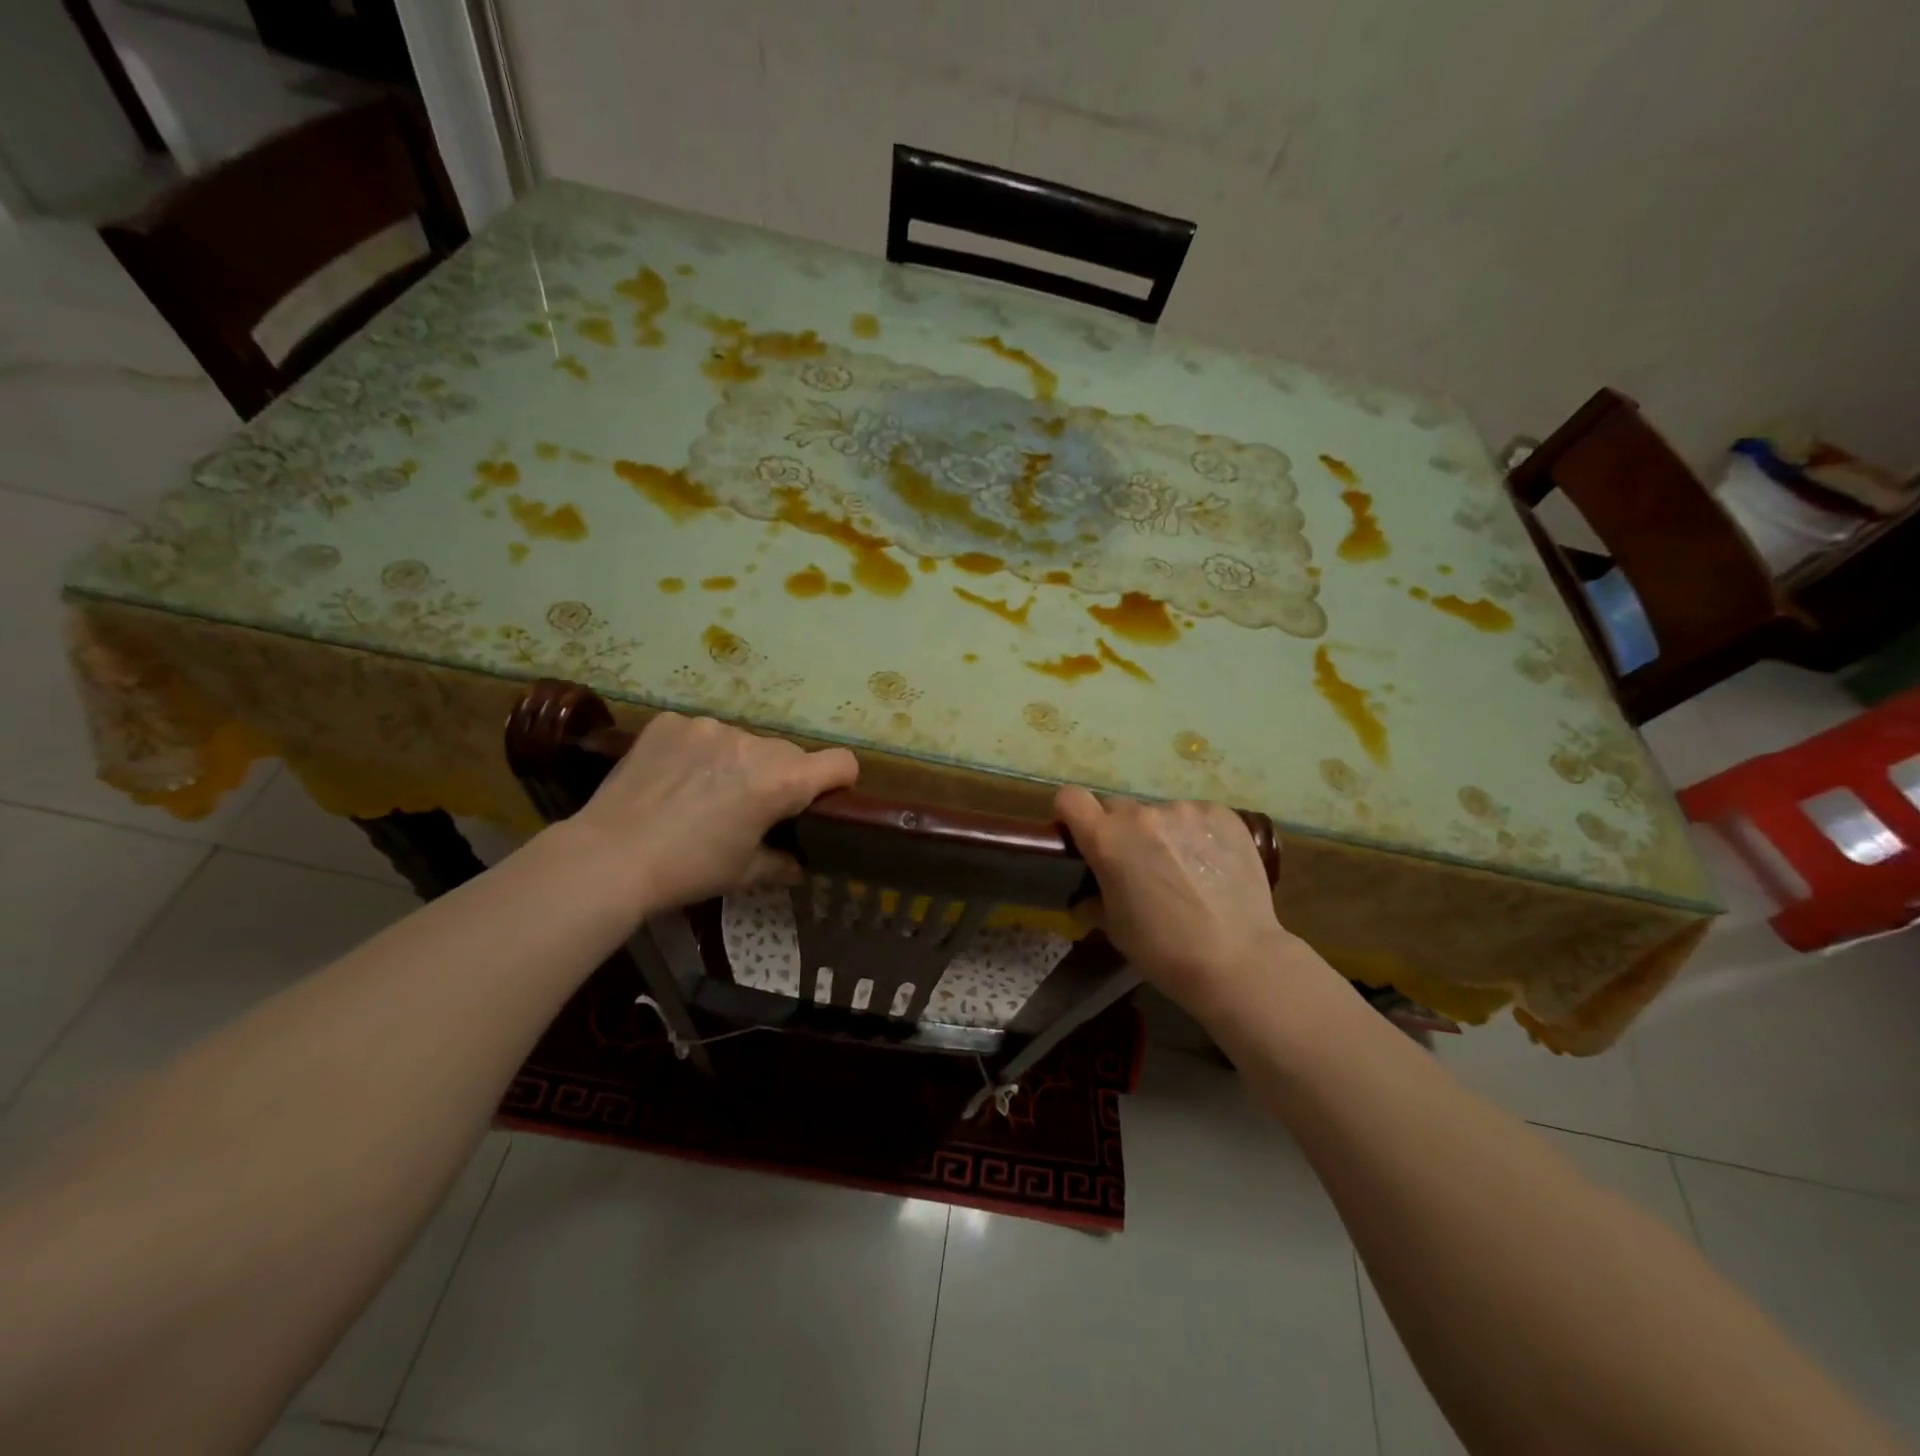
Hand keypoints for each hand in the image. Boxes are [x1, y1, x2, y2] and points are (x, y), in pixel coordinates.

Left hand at [566, 713, 857, 911]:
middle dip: (780, 777)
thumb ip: (781, 863)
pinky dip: (697, 751)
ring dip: (737, 762)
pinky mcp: (671, 722)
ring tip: (703, 792)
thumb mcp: (744, 873)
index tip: (821, 800)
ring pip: (744, 741)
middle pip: (789, 753)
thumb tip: (797, 864)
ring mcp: (709, 727)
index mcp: (781, 781)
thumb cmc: (689, 870)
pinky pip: (700, 733)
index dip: (839, 782)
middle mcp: (753, 744)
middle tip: (750, 808)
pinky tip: (673, 778)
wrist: (609, 857)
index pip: (841, 762)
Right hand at [1056, 787, 1307, 1019]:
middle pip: (1118, 807)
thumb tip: (1087, 898)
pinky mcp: (1223, 814)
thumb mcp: (1115, 928)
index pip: (1071, 798)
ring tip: (1184, 870)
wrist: (1237, 959)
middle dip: (1121, 830)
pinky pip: (1196, 816)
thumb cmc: (1163, 949)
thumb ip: (1094, 900)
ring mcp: (1186, 810)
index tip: (1083, 835)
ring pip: (1160, 813)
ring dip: (1162, 833)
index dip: (1073, 814)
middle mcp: (1143, 814)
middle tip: (1139, 864)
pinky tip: (1211, 866)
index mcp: (1107, 839)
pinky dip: (1197, 835)